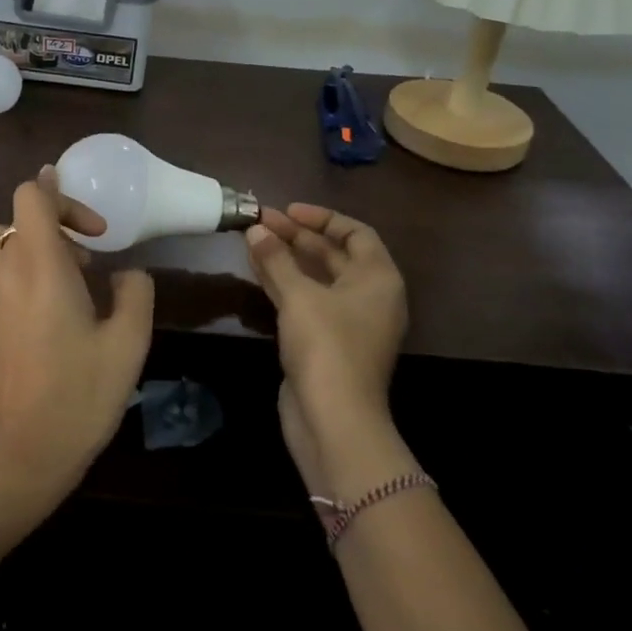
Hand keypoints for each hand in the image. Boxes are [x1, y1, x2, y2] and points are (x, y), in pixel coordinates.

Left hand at [0, 174, 153, 507]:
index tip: (96, 229)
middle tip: (92, 256)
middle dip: (58, 222)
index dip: (62, 195)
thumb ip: (135, 293)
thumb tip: (128, 272)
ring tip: (74, 277)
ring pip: (5, 242)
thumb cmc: (79, 395)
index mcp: (40, 266)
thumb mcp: (127, 343)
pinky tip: (59, 309)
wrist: (22, 455)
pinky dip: (27, 268)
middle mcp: (8, 272)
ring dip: (38, 244)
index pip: (31, 196)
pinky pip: (3, 271)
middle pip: (18, 216)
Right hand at [245, 206, 412, 495]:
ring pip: (316, 278)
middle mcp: (369, 297)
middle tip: (260, 221)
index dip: (322, 218)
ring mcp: (348, 322)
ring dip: (287, 258)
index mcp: (378, 279)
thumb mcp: (299, 296)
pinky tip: (256, 269)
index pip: (355, 234)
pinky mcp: (326, 343)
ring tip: (253, 239)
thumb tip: (256, 229)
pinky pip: (306, 300)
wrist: (334, 420)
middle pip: (333, 255)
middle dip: (297, 236)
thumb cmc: (327, 346)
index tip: (287, 210)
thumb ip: (276, 259)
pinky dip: (284, 283)